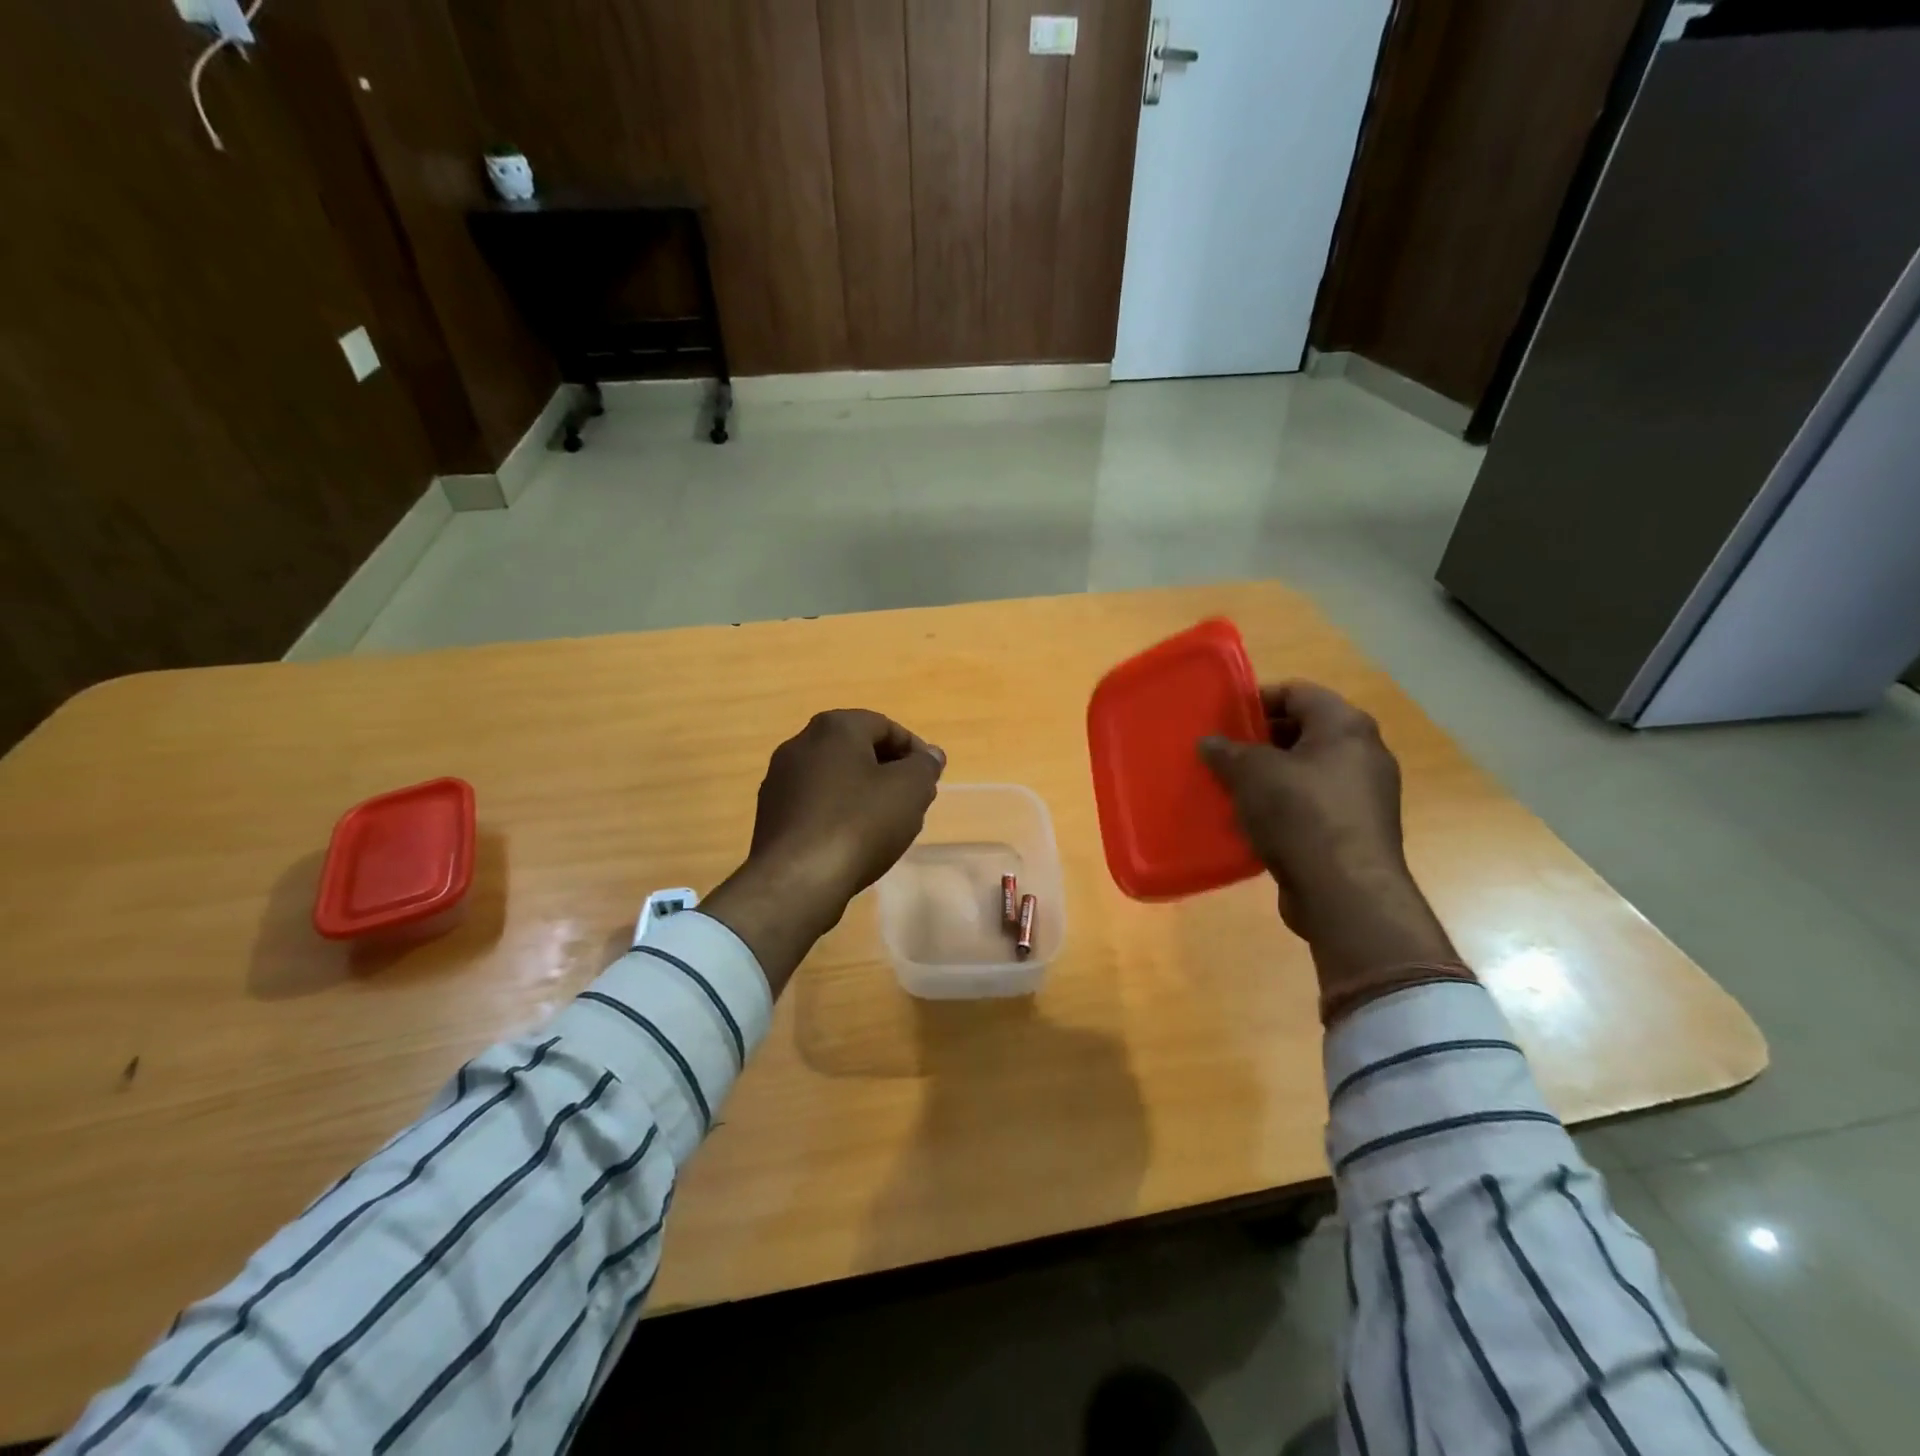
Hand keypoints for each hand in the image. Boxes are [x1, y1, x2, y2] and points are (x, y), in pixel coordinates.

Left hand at [702, 710, 944, 996]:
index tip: (930, 779)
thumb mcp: (910, 790)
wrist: (797, 879)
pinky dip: (837, 815)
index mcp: (833, 728)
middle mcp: (800, 745)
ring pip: (834, 779)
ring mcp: (779, 781)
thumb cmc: (860, 823)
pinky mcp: (769, 816)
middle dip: (888, 773)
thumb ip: (924, 766)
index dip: (914, 751)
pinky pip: (815, 806)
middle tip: (912, 801)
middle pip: (856, 751)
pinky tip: (852, 843)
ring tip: (885, 827)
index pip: (884, 726)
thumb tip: (930, 755)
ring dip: (862, 795)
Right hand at [1199, 682, 1455, 991]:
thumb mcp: (1251, 773)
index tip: (1223, 716)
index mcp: (1345, 726)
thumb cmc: (1300, 814)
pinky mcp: (1355, 831)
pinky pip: (1312, 806)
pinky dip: (1283, 807)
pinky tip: (1250, 822)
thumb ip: (1227, 751)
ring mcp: (1363, 795)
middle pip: (1303, 732)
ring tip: (1230, 787)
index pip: (1297, 692)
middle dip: (1259, 741)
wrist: (1344, 892)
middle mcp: (1362, 754)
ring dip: (1269, 777)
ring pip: (1306, 772)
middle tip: (1222, 752)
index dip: (1257, 699)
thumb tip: (1210, 743)